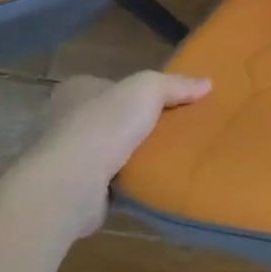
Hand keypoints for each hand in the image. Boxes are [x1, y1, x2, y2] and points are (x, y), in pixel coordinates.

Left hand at [14, 70, 211, 236]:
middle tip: (172, 129)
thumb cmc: (105, 124)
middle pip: (110, 117)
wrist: (71, 183)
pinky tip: (150, 179)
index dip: (135, 92)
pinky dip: (126, 180)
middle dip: (136, 124)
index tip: (164, 102)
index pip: (109, 85)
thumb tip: (206, 84)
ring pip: (109, 149)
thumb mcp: (149, 89)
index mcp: (76, 90)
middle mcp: (63, 120)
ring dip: (132, 154)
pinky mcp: (73, 187)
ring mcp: (66, 156)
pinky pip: (108, 179)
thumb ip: (177, 85)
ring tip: (167, 155)